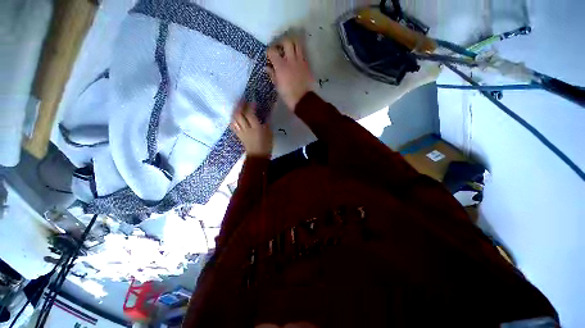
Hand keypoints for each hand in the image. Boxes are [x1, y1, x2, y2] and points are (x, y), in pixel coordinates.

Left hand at [231, 102, 272, 157]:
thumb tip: (267, 113)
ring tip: (238, 106)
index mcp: (256, 128)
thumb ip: (267, 122)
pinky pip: (233, 125)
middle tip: (242, 100)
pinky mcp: (239, 135)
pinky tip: (234, 116)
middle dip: (240, 106)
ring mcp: (241, 132)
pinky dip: (233, 119)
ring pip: (234, 119)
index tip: (253, 100)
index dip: (250, 106)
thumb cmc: (266, 145)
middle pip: (239, 115)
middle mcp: (246, 129)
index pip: (250, 114)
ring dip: (235, 111)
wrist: (258, 156)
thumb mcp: (269, 133)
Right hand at [267, 35, 313, 111]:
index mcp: (281, 66)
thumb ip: (272, 75)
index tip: (268, 55)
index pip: (272, 51)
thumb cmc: (288, 95)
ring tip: (289, 49)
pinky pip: (303, 53)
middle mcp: (290, 60)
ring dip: (292, 43)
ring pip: (297, 44)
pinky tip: (296, 58)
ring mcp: (300, 61)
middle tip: (279, 48)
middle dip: (281, 42)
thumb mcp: (277, 86)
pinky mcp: (307, 65)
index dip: (269, 51)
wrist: (303, 99)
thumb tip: (267, 67)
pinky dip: (298, 52)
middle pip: (286, 41)